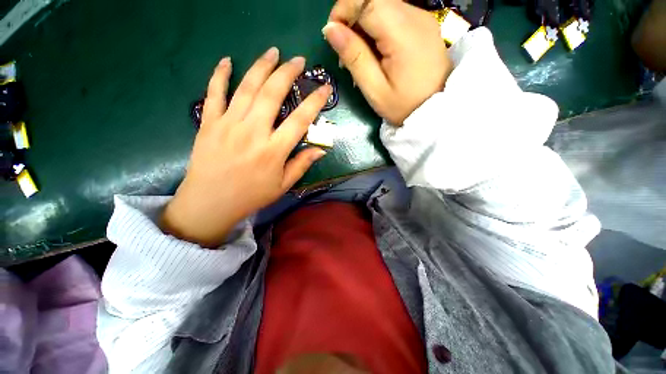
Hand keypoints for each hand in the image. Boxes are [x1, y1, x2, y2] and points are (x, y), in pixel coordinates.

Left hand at [160, 48, 330, 246]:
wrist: (210, 203)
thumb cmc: (251, 196)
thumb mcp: (283, 185)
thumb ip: (301, 165)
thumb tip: (321, 150)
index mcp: (274, 150)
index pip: (300, 120)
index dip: (315, 101)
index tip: (325, 87)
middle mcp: (253, 132)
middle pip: (272, 94)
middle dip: (288, 73)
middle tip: (298, 60)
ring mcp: (228, 124)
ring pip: (247, 88)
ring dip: (261, 67)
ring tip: (273, 52)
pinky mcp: (208, 123)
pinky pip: (214, 93)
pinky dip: (220, 75)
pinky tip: (227, 61)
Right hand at [323, 0, 452, 124]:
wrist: (436, 110)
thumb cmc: (403, 106)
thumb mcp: (374, 89)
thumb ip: (354, 56)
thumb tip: (330, 29)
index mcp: (402, 32)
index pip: (365, 0)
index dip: (342, 11)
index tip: (333, 36)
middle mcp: (414, 15)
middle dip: (352, 20)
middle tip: (347, 53)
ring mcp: (421, 18)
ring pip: (382, 6)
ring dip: (364, 26)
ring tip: (361, 57)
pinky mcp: (423, 24)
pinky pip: (393, 15)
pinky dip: (378, 28)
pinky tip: (376, 52)